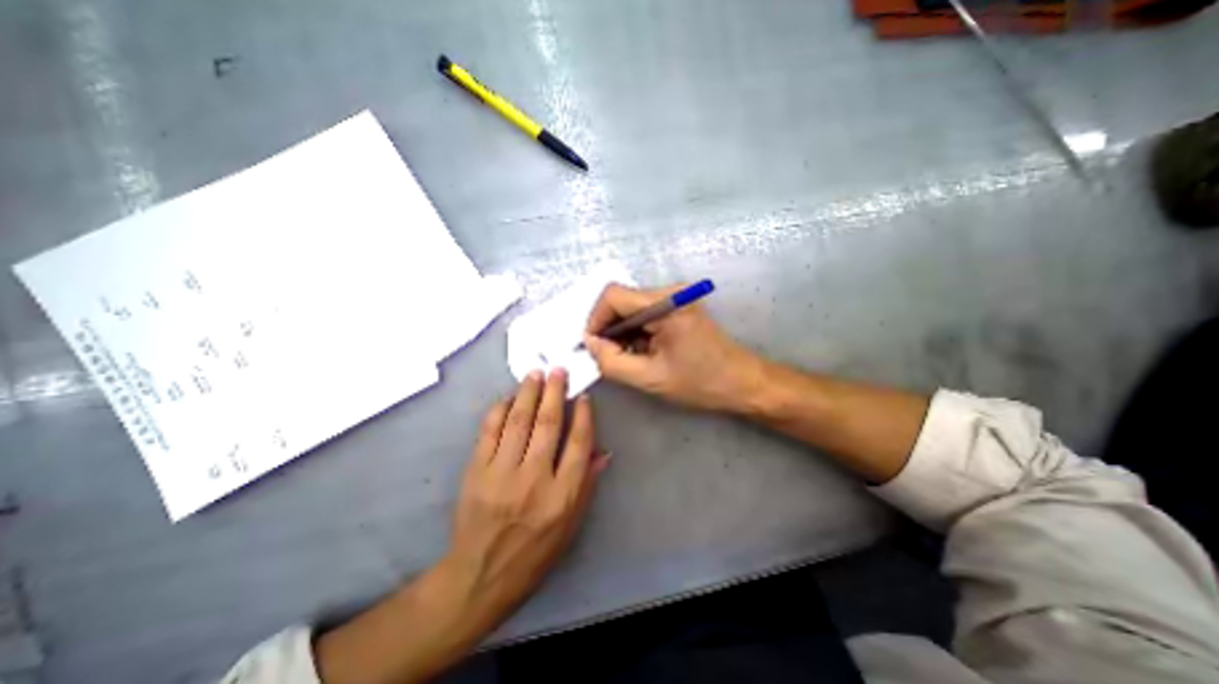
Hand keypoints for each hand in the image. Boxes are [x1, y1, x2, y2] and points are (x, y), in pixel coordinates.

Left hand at [443, 372, 609, 632]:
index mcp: (562, 495)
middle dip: (555, 392)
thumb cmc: (535, 553)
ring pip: (519, 421)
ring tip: (535, 374)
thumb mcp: (571, 526)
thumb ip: (587, 485)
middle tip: (558, 370)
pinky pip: (489, 432)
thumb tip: (603, 451)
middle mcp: (534, 479)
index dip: (584, 415)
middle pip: (549, 424)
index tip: (584, 396)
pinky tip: (508, 398)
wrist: (480, 576)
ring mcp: (502, 473)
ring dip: (528, 393)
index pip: (578, 443)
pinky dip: (499, 410)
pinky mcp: (476, 472)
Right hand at [585, 279, 764, 409]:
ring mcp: (676, 297)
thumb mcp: (650, 379)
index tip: (593, 346)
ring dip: (622, 331)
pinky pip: (645, 313)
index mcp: (666, 304)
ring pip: (631, 307)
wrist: (743, 382)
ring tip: (626, 357)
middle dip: (608, 328)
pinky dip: (635, 331)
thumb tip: (590, 343)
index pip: (613, 296)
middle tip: (608, 356)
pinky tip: (641, 352)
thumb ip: (612, 362)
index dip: (595, 319)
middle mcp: (671, 292)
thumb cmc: (701, 383)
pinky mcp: (679, 306)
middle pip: (622, 300)